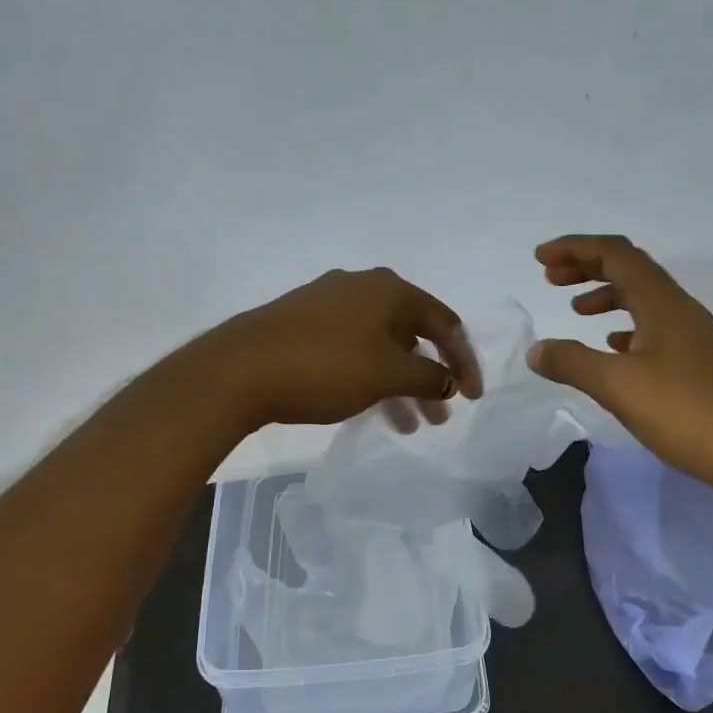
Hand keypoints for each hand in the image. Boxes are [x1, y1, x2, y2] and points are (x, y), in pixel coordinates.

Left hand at [193, 268, 482, 431]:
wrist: (240, 369)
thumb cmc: (326, 367)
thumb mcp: (388, 375)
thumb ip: (429, 376)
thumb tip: (448, 379)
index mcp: (390, 289)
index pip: (445, 323)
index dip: (464, 361)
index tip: (473, 398)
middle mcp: (362, 287)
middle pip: (413, 334)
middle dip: (430, 378)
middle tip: (439, 417)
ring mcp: (328, 304)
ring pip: (381, 346)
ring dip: (400, 384)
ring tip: (408, 425)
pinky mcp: (302, 324)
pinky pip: (353, 350)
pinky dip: (370, 377)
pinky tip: (369, 408)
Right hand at [527, 235, 712, 499]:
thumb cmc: (685, 412)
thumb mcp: (618, 386)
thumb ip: (572, 363)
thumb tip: (537, 350)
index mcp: (662, 303)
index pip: (616, 254)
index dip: (575, 249)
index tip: (540, 259)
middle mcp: (681, 310)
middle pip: (631, 270)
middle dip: (588, 267)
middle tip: (550, 279)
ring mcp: (694, 336)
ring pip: (644, 299)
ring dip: (607, 296)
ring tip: (576, 311)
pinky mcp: (699, 363)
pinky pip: (655, 328)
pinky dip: (626, 327)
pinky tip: (613, 349)